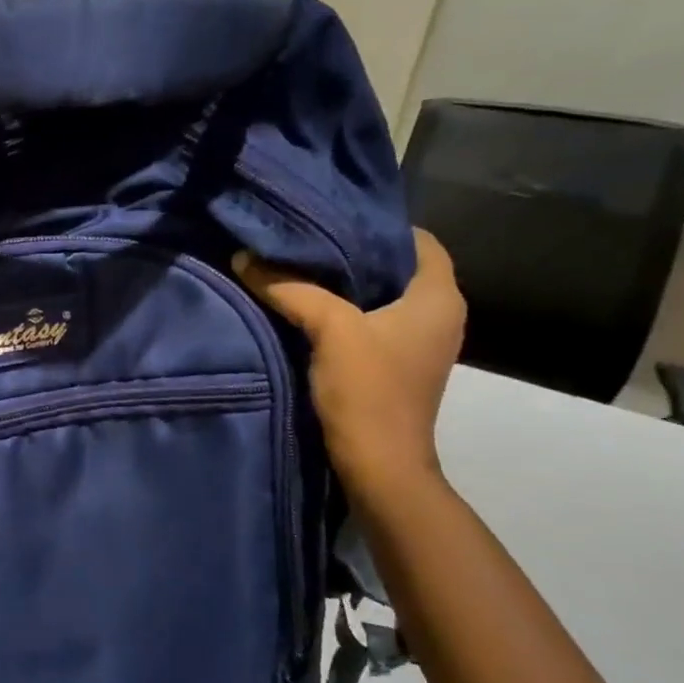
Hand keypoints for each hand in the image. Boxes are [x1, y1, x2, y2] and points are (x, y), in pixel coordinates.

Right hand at [234, 230, 465, 506]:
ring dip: (346, 283)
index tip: (331, 217)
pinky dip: (344, 310)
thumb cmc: (368, 390)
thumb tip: (244, 256)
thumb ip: (289, 288)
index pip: (419, 239)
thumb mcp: (329, 330)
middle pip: (397, 266)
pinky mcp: (396, 363)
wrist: (378, 465)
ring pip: (382, 295)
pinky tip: (307, 307)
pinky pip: (372, 321)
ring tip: (299, 267)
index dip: (379, 224)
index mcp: (438, 297)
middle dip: (354, 251)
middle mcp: (438, 314)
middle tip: (305, 238)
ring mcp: (418, 342)